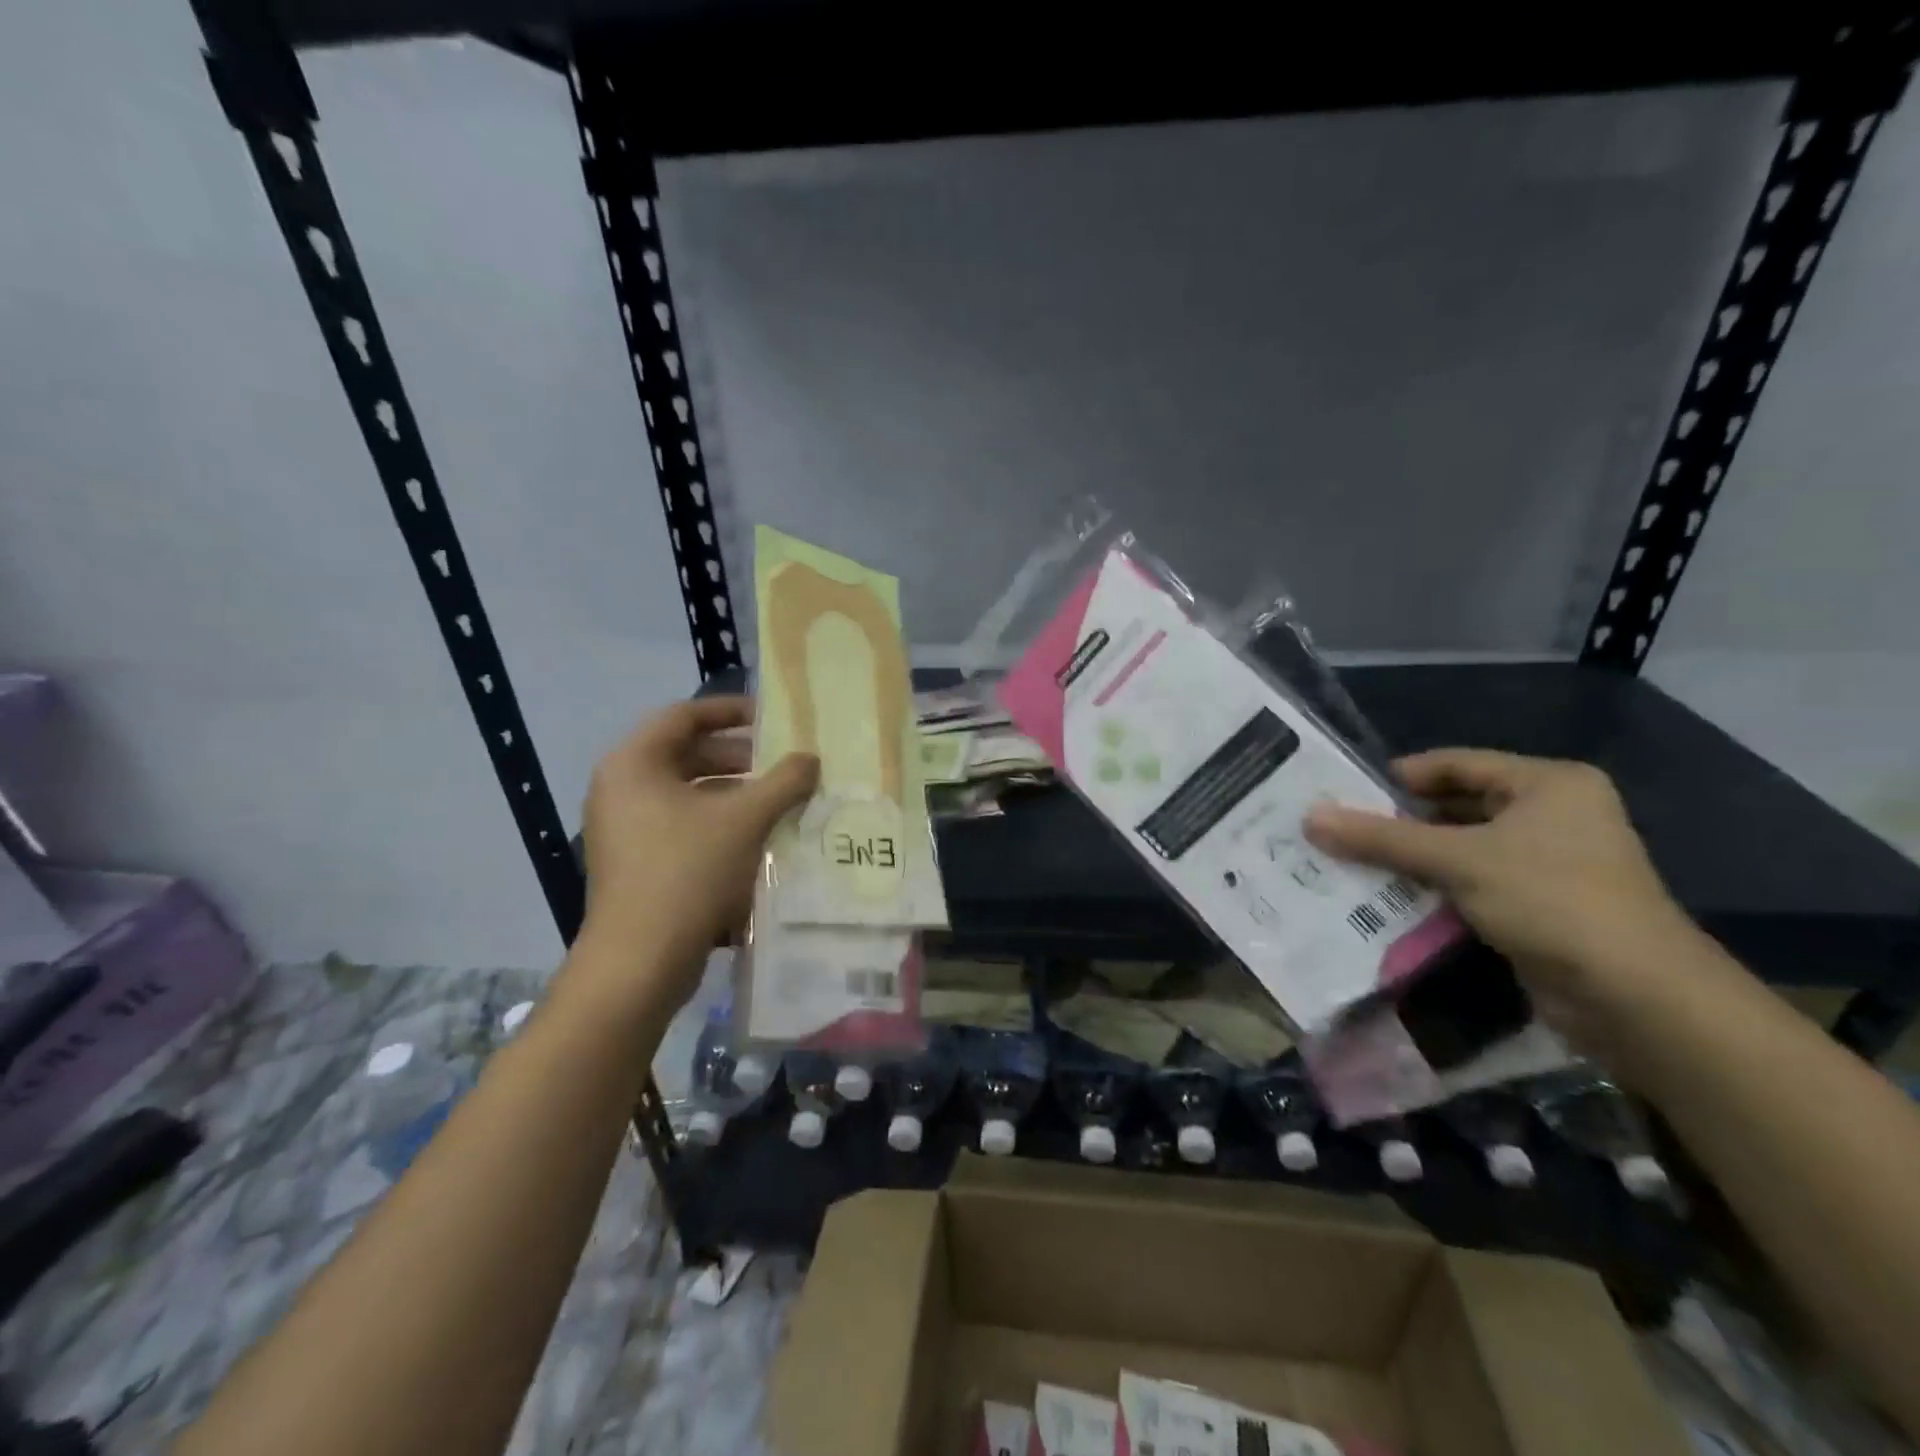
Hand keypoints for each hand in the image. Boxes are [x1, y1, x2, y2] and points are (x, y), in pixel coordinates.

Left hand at [574, 696, 816, 1010]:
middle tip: (783, 766)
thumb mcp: (745, 820)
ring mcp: (624, 829)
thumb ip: (783, 781)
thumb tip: (811, 759)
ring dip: (735, 794)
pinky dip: (719, 824)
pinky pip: (682, 826)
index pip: (685, 716)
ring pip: (688, 794)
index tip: (772, 719)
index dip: (731, 711)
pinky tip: (758, 839)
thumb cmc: (688, 872)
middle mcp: (621, 788)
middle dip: (740, 758)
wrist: (640, 961)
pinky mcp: (636, 863)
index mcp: (634, 764)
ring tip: (779, 803)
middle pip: (687, 755)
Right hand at [1304, 749, 1696, 1041]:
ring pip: (1458, 850)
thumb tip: (1309, 817)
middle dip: (1395, 824)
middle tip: (1335, 831)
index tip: (1340, 794)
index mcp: (1546, 784)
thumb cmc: (1551, 901)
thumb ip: (1382, 838)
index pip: (1454, 765)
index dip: (1396, 778)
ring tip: (1344, 864)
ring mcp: (1545, 864)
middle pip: (1453, 808)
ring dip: (1407, 860)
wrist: (1637, 999)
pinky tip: (1381, 900)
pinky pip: (1468, 885)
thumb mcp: (1458, 860)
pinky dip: (1430, 890)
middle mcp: (1549, 815)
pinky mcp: (1536, 906)